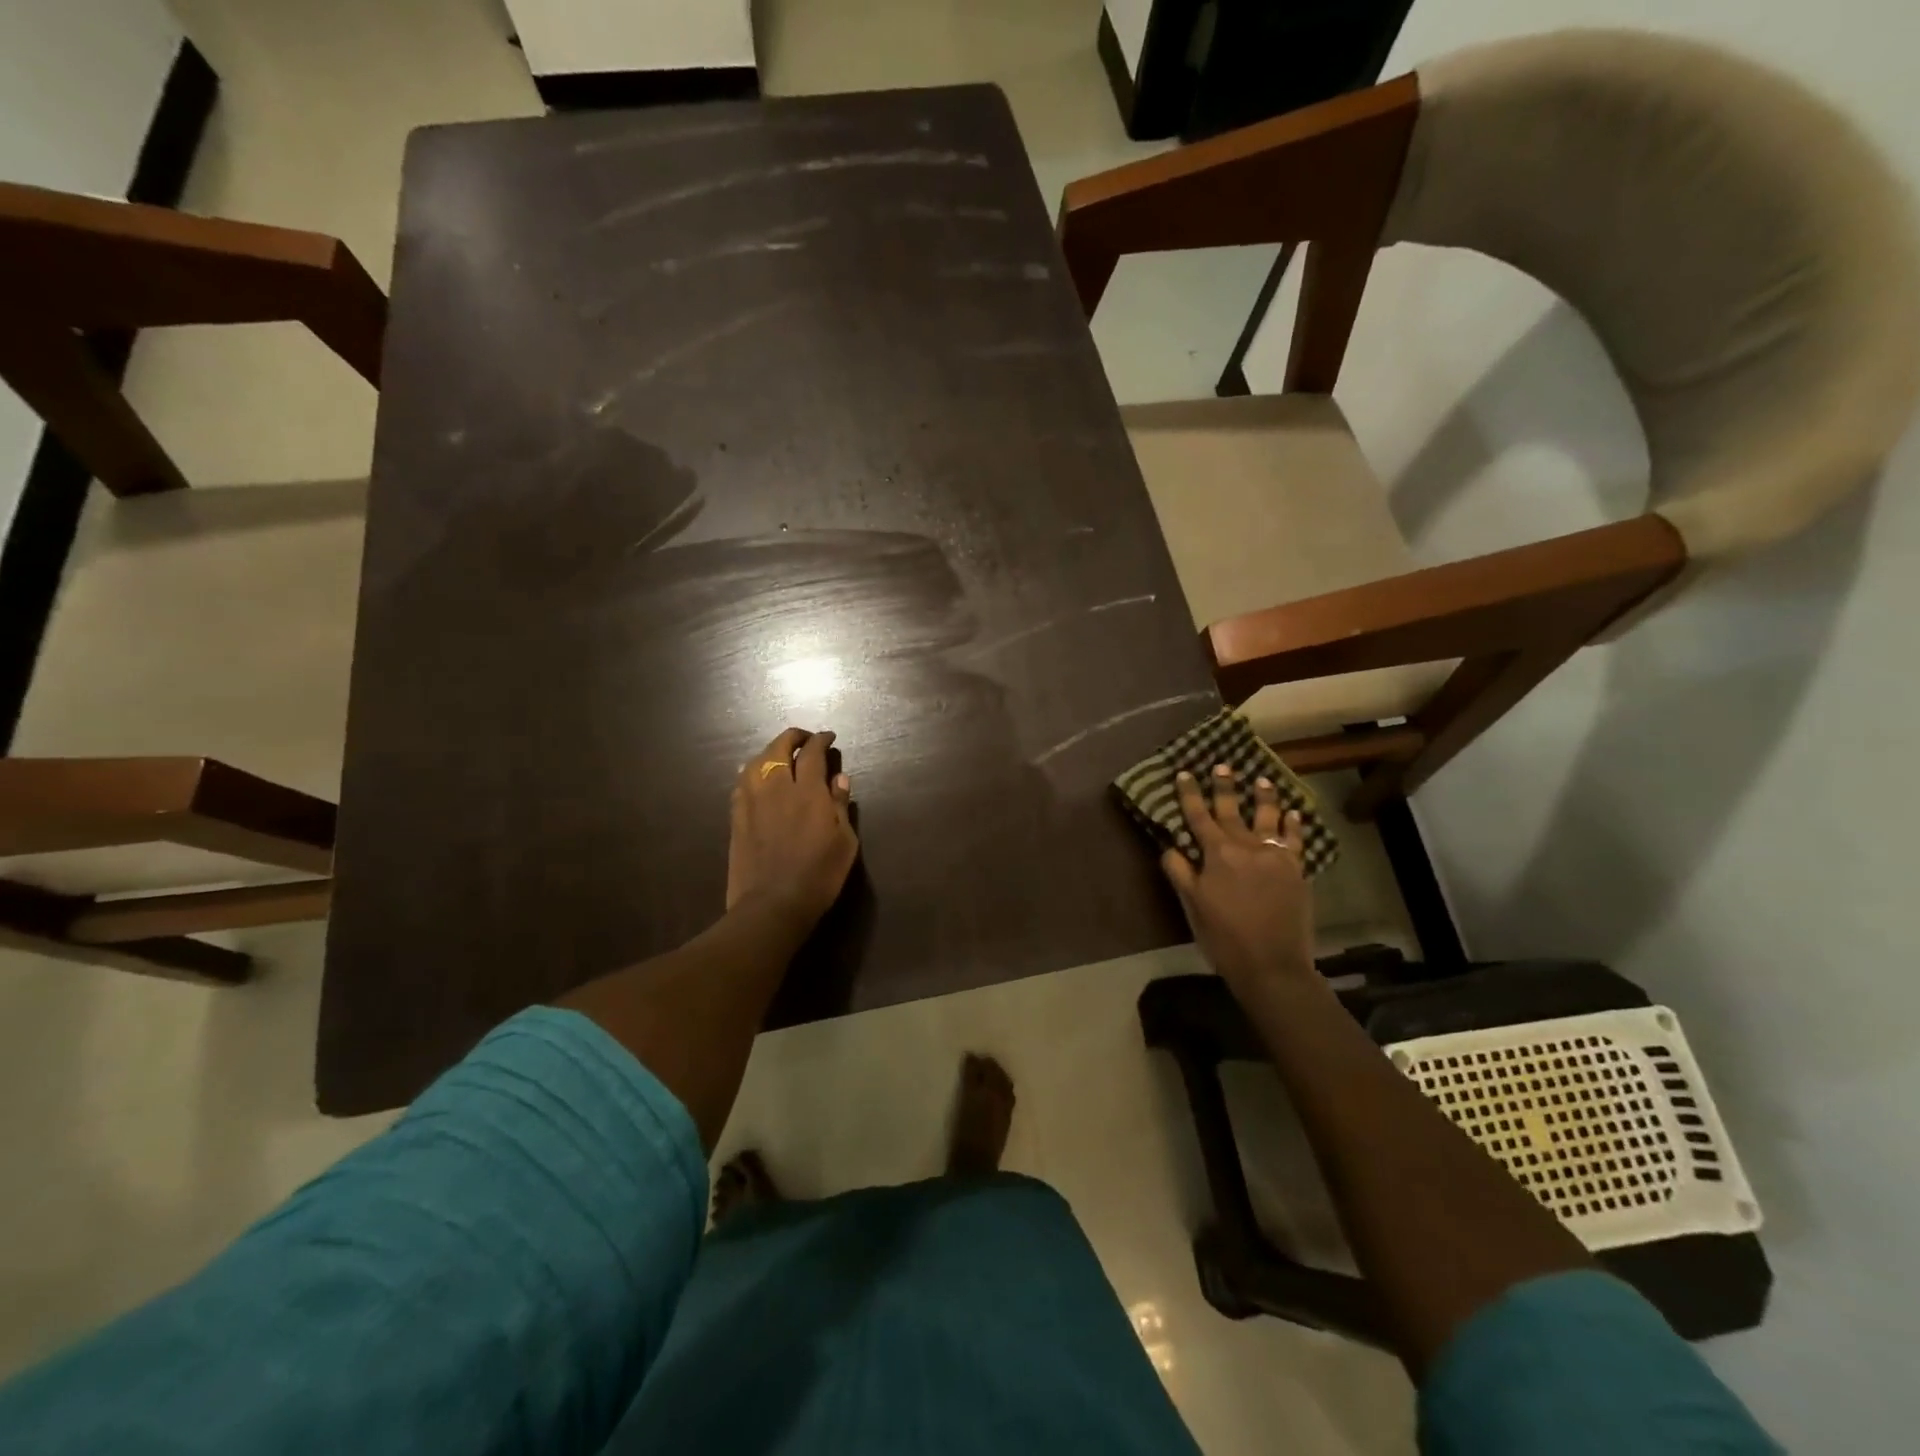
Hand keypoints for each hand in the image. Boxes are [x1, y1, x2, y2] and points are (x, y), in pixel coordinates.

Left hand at [726, 727, 858, 926]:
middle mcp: (777, 789)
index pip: (812, 753)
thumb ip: (840, 805)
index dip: (820, 740)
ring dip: (769, 752)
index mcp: (808, 792)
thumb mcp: (844, 842)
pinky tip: (756, 778)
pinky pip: (741, 783)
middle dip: (792, 738)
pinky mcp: (736, 818)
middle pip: (778, 749)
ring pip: (754, 762)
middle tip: (804, 739)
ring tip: (779, 756)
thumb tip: (839, 777)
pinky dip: (751, 772)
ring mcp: (752, 802)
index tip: (828, 738)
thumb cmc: (818, 875)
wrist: (772, 905)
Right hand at [1161, 765, 1317, 1003]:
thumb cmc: (1224, 936)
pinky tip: (1293, 813)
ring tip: (1262, 780)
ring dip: (1264, 797)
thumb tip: (1169, 846)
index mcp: (1217, 854)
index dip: (1190, 794)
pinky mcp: (1296, 870)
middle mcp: (1246, 846)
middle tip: (1223, 766)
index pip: (1198, 816)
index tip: (1185, 773)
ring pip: (1268, 817)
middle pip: (1232, 810)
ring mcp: (1275, 856)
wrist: (1272, 964)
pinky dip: (1294, 824)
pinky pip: (1295, 839)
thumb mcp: (1192, 905)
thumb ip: (1180, 872)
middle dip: (1225, 786)